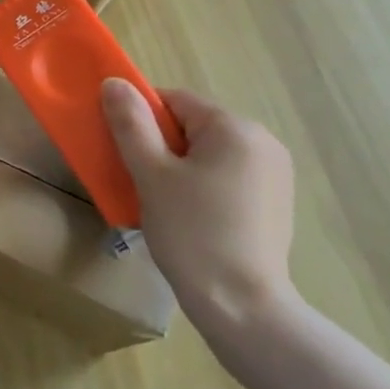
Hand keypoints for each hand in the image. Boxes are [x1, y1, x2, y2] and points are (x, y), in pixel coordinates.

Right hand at [101, 80, 296, 335]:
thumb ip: (131, 124)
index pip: (175, 100)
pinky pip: (227, 175)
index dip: (142, 118)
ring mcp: (275, 173)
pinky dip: (203, 185)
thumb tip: (114, 83)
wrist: (242, 305)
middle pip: (194, 125)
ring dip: (181, 167)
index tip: (123, 150)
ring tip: (163, 203)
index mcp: (234, 128)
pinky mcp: (276, 201)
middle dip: (161, 145)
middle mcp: (262, 141)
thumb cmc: (192, 232)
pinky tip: (191, 218)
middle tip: (140, 180)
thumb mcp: (151, 174)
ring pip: (209, 152)